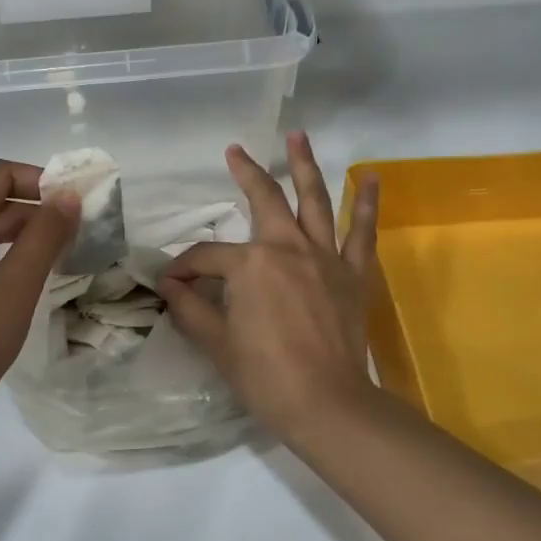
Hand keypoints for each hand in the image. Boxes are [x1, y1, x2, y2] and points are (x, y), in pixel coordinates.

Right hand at [159, 131, 379, 433]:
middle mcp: (288, 248)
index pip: (206, 258)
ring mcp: (325, 256)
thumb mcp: (217, 343)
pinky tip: (372, 177)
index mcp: (250, 265)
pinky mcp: (354, 273)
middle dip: (247, 172)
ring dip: (304, 165)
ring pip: (314, 200)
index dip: (183, 270)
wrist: (327, 405)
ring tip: (298, 135)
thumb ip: (190, 308)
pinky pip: (362, 231)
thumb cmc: (266, 376)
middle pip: (264, 200)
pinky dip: (367, 203)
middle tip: (235, 151)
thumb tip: (168, 286)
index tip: (171, 285)